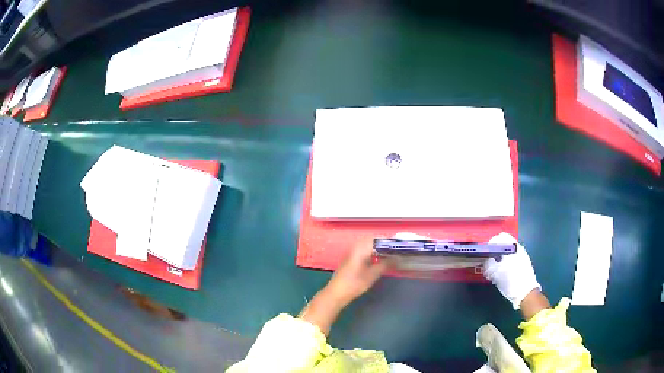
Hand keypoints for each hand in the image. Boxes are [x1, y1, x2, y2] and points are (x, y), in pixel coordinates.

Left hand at [325, 237, 391, 305]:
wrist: (336, 293)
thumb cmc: (354, 284)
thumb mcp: (372, 275)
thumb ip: (384, 264)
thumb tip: (396, 258)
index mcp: (361, 249)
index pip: (378, 239)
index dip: (389, 240)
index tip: (399, 244)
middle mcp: (356, 247)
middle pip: (372, 239)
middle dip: (384, 242)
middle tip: (396, 248)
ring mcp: (352, 252)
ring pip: (367, 243)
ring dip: (378, 246)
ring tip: (389, 252)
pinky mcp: (351, 257)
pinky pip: (363, 248)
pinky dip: (372, 250)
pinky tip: (378, 257)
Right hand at [483, 232, 540, 309]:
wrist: (526, 293)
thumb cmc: (511, 281)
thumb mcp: (496, 273)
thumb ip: (489, 263)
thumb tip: (485, 260)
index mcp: (513, 247)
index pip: (500, 237)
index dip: (491, 244)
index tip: (485, 254)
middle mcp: (518, 249)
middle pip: (503, 246)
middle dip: (494, 254)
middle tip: (487, 265)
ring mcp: (522, 256)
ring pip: (506, 254)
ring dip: (498, 261)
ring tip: (492, 273)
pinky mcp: (523, 264)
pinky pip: (511, 260)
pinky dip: (504, 265)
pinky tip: (500, 276)